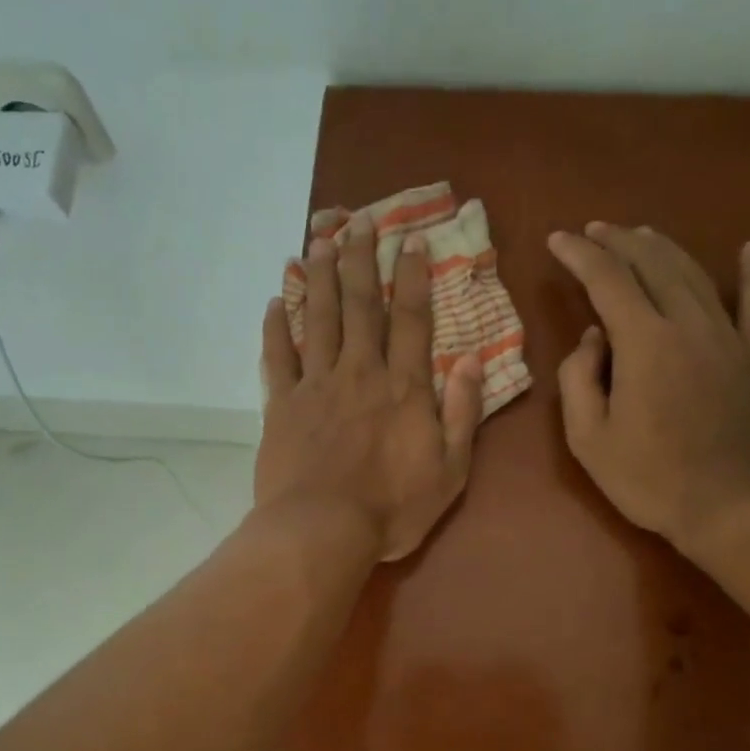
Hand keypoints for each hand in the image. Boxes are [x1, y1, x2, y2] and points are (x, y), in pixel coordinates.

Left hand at [258, 214, 484, 561]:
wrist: (322, 531)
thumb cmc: (393, 509)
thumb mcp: (451, 470)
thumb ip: (464, 413)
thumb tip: (474, 361)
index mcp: (404, 388)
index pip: (412, 320)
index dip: (412, 277)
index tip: (410, 238)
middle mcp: (360, 373)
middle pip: (361, 306)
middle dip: (362, 259)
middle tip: (358, 219)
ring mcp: (317, 386)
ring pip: (319, 318)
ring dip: (321, 276)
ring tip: (319, 238)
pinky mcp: (282, 405)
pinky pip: (277, 357)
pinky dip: (275, 327)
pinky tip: (277, 300)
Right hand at [551, 224, 749, 554]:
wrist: (730, 506)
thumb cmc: (649, 479)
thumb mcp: (588, 439)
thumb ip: (578, 379)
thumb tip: (592, 338)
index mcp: (645, 343)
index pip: (608, 280)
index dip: (580, 255)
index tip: (557, 240)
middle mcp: (689, 324)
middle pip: (653, 264)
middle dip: (619, 241)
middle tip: (594, 231)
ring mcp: (729, 337)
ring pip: (695, 274)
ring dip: (664, 248)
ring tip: (640, 234)